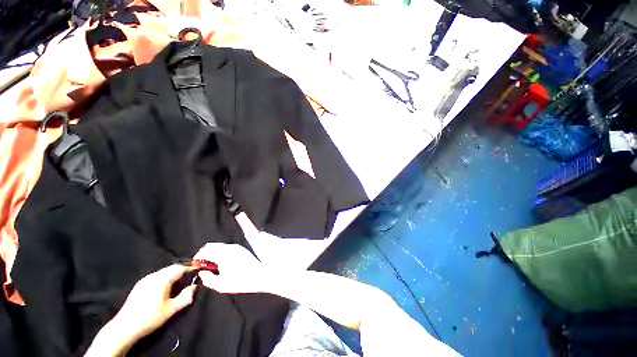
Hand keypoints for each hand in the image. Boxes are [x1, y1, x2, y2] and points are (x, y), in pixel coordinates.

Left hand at [113, 265, 196, 341]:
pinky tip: (166, 288)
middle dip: (183, 270)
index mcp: (162, 279)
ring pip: (164, 272)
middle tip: (191, 275)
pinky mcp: (140, 285)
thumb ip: (186, 296)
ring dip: (173, 274)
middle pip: (172, 268)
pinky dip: (165, 278)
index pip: (181, 268)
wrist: (125, 327)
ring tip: (180, 282)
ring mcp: (145, 280)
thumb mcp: (171, 309)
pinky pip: (156, 276)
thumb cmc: (150, 317)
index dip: (191, 267)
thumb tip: (195, 286)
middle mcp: (153, 275)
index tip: (200, 268)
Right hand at [194, 243, 268, 293]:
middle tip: (202, 265)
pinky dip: (220, 252)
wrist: (260, 275)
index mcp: (223, 254)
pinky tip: (222, 263)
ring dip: (212, 252)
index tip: (194, 265)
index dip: (197, 257)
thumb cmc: (241, 281)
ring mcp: (236, 247)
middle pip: (211, 245)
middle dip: (204, 254)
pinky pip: (227, 247)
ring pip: (219, 245)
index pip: (205, 250)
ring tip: (211, 266)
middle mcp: (229, 247)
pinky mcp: (241, 249)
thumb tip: (203, 272)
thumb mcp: (221, 285)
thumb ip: (208, 279)